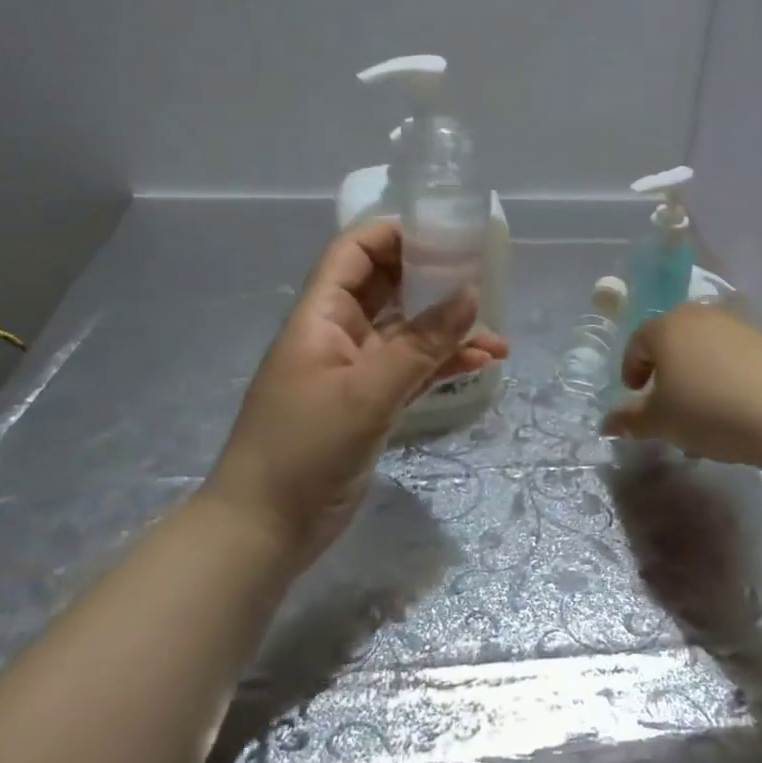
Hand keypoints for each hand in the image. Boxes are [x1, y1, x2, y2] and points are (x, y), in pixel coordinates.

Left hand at [202, 220, 507, 563]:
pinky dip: (443, 363)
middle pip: (386, 286)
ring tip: (496, 332)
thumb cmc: (304, 448)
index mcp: (321, 315)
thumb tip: (471, 293)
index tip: (446, 233)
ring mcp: (355, 369)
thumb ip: (421, 344)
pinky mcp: (370, 402)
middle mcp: (338, 333)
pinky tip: (482, 363)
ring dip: (447, 328)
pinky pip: (412, 369)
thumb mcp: (366, 393)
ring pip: (406, 331)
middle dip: (432, 279)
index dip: (395, 234)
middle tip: (482, 276)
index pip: (354, 252)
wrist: (265, 528)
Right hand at [601, 302, 761, 466]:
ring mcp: (736, 326)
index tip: (635, 398)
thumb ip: (630, 420)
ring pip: (703, 352)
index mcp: (666, 326)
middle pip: (672, 343)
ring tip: (700, 419)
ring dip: (695, 380)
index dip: (631, 371)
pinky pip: (731, 359)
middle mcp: (700, 316)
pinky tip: (731, 413)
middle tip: (666, 409)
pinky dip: (723, 380)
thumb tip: (607, 423)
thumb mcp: (660, 421)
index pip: (637, 343)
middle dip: (665, 376)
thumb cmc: (707, 409)